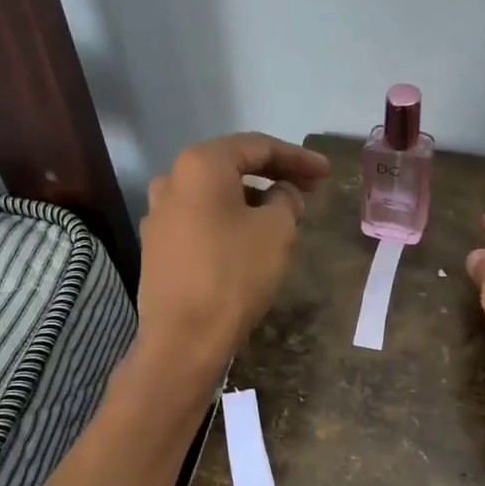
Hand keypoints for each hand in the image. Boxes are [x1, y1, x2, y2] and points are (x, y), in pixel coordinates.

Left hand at [136, 133, 329, 375]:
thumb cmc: (234, 275)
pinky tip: (250, 236)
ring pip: (215, 195)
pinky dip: (230, 219)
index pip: (257, 147)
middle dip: (274, 174)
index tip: (326, 171)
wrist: (184, 339)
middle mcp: (171, 180)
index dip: (297, 157)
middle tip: (310, 186)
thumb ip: (286, 200)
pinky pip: (202, 220)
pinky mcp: (158, 246)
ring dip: (251, 198)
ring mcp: (159, 215)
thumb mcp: (277, 231)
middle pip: (232, 167)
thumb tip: (281, 194)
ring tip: (283, 213)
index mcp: (200, 165)